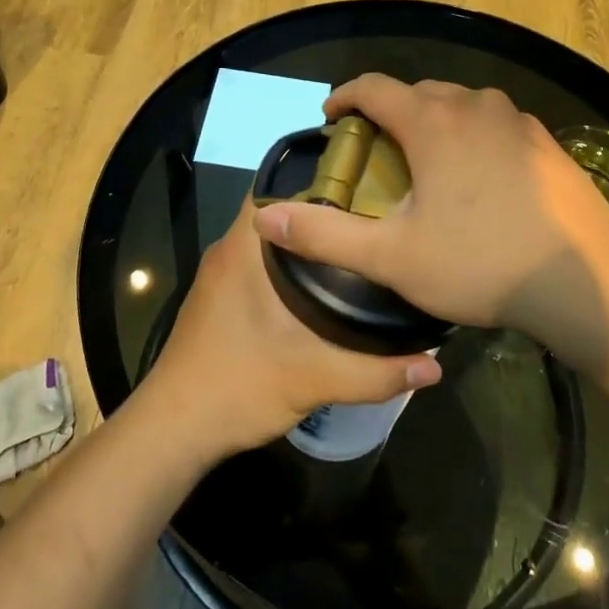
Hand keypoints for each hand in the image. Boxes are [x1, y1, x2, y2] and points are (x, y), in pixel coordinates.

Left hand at [145, 197, 442, 459]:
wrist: (173, 432)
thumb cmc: (237, 387)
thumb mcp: (314, 379)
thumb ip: (376, 373)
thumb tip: (435, 368)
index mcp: (244, 249)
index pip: (279, 184)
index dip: (321, 176)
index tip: (366, 180)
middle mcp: (229, 251)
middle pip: (281, 211)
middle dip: (326, 210)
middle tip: (377, 214)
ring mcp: (221, 277)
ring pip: (273, 239)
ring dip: (309, 240)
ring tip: (360, 244)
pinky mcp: (221, 300)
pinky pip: (262, 263)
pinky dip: (292, 265)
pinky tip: (327, 286)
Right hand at [250, 75, 608, 371]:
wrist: (583, 282)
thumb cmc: (480, 263)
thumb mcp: (392, 257)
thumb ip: (325, 234)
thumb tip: (266, 217)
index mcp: (433, 122)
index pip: (375, 87)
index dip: (346, 96)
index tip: (331, 115)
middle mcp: (476, 105)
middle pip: (419, 92)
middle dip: (390, 111)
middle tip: (376, 148)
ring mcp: (517, 121)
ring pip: (462, 104)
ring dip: (435, 120)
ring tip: (426, 159)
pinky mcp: (547, 143)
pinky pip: (496, 123)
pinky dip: (474, 134)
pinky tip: (480, 175)